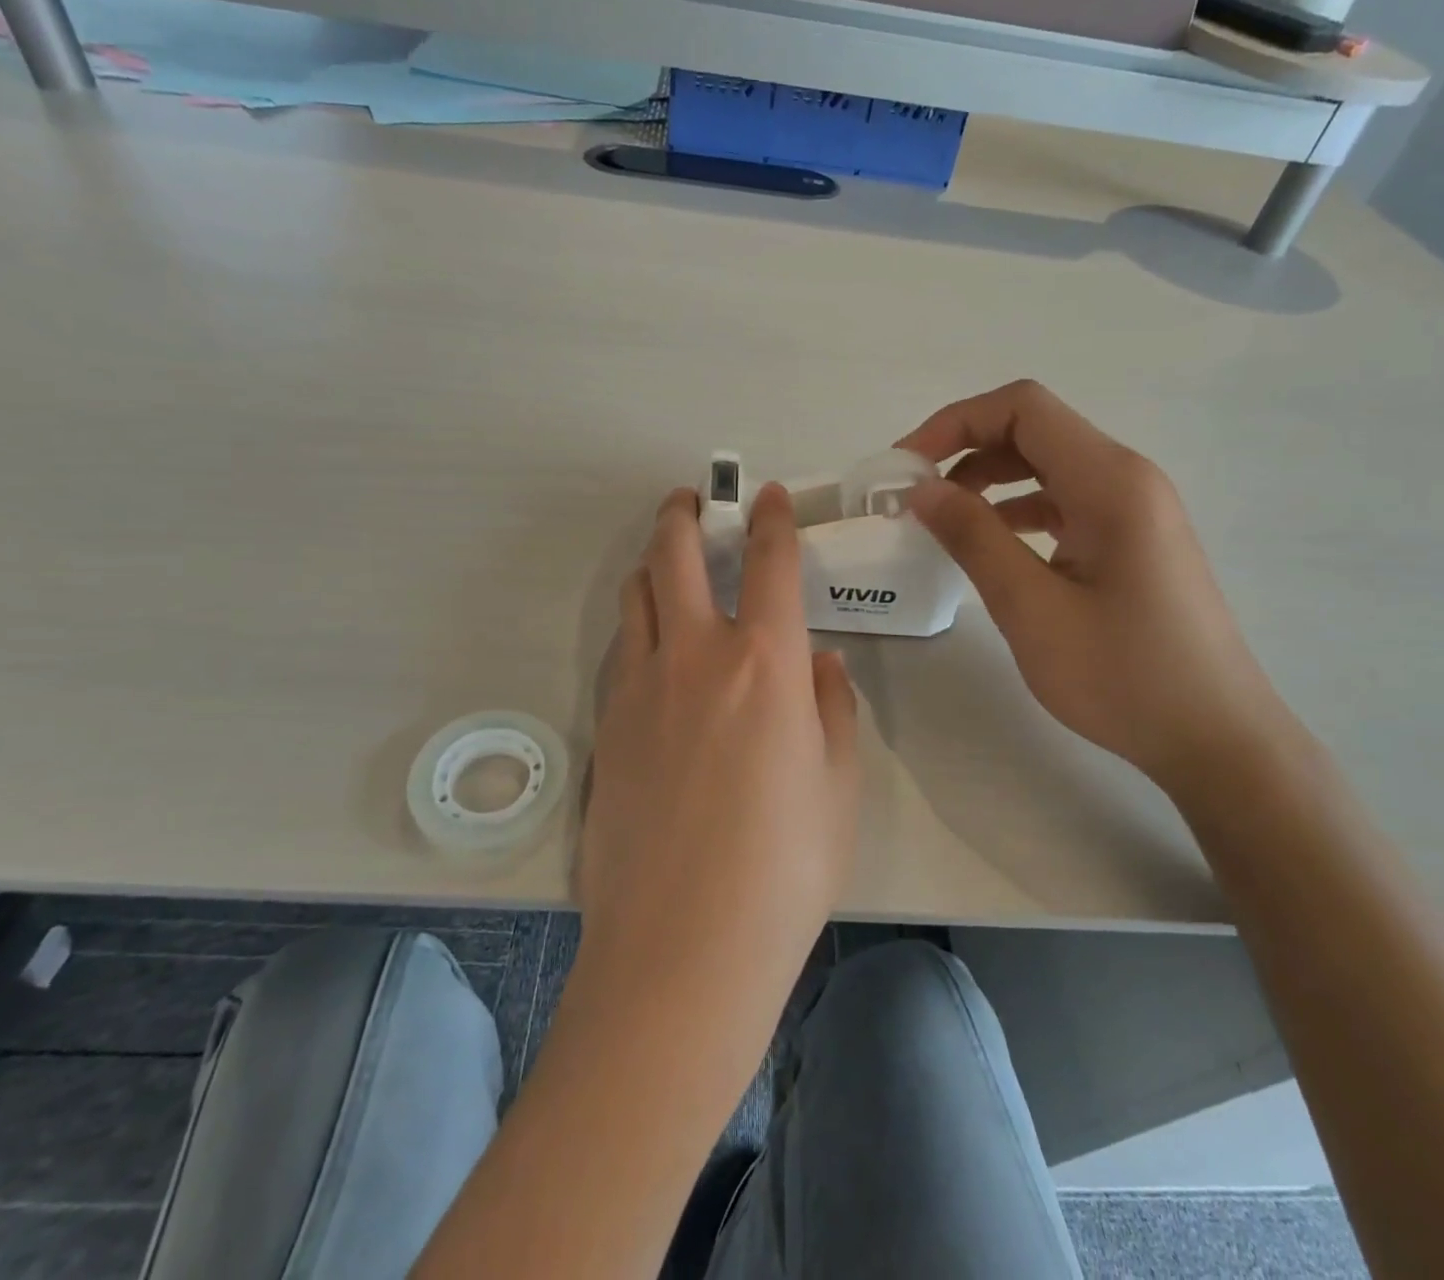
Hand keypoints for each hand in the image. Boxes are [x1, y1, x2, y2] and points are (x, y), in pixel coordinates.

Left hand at [577, 484, 860, 1007]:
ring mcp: (639, 688)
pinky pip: (621, 649)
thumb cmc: (784, 869)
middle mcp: (696, 657)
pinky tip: (651, 645)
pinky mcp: (605, 725)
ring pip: (636, 596)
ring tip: (668, 563)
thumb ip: (832, 708)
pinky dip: (637, 624)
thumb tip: (819, 664)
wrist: (682, 947)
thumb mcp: (838, 785)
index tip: (770, 497)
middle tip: (693, 501)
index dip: (772, 520)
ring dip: (652, 564)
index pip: (771, 564)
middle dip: (685, 515)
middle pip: (676, 556)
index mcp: (766, 664)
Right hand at [898, 380, 1294, 789]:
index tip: (907, 466)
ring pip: (1048, 466)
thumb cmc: (1123, 675)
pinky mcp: (1132, 540)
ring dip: (989, 481)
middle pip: (1035, 430)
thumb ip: (974, 538)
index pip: (1023, 408)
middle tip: (914, 496)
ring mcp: (1135, 509)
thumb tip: (922, 488)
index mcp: (1110, 481)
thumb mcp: (1032, 608)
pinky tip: (990, 546)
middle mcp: (1127, 478)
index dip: (955, 422)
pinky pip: (1065, 502)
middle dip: (965, 449)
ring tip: (942, 522)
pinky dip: (1017, 510)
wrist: (1214, 737)